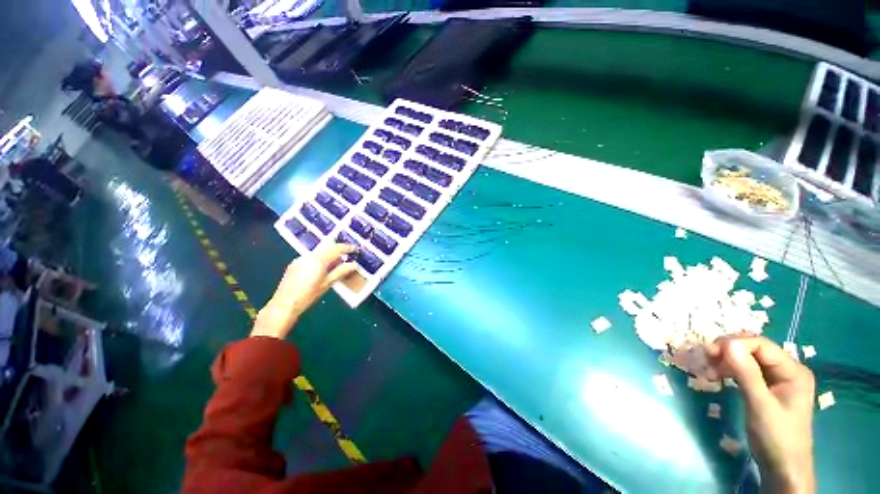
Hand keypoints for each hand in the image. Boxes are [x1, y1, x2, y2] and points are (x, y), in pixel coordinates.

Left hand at [251, 244, 356, 339]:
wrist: (284, 304)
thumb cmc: (308, 296)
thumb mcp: (327, 284)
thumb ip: (341, 272)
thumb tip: (354, 265)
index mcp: (318, 261)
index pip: (335, 249)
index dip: (346, 247)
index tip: (354, 248)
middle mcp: (309, 256)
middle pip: (327, 247)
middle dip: (338, 249)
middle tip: (348, 254)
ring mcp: (300, 259)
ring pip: (319, 251)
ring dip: (329, 254)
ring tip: (337, 263)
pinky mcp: (295, 264)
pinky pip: (311, 256)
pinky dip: (320, 258)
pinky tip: (322, 268)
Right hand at [707, 335, 815, 493]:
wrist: (782, 468)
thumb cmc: (776, 437)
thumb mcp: (760, 406)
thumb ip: (746, 374)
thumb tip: (727, 344)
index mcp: (794, 371)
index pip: (762, 345)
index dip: (735, 345)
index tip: (709, 353)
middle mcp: (787, 370)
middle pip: (754, 349)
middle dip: (728, 351)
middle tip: (706, 359)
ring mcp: (777, 379)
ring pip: (748, 359)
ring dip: (726, 360)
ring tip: (709, 370)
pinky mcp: (766, 388)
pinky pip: (746, 370)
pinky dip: (730, 370)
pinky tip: (718, 376)